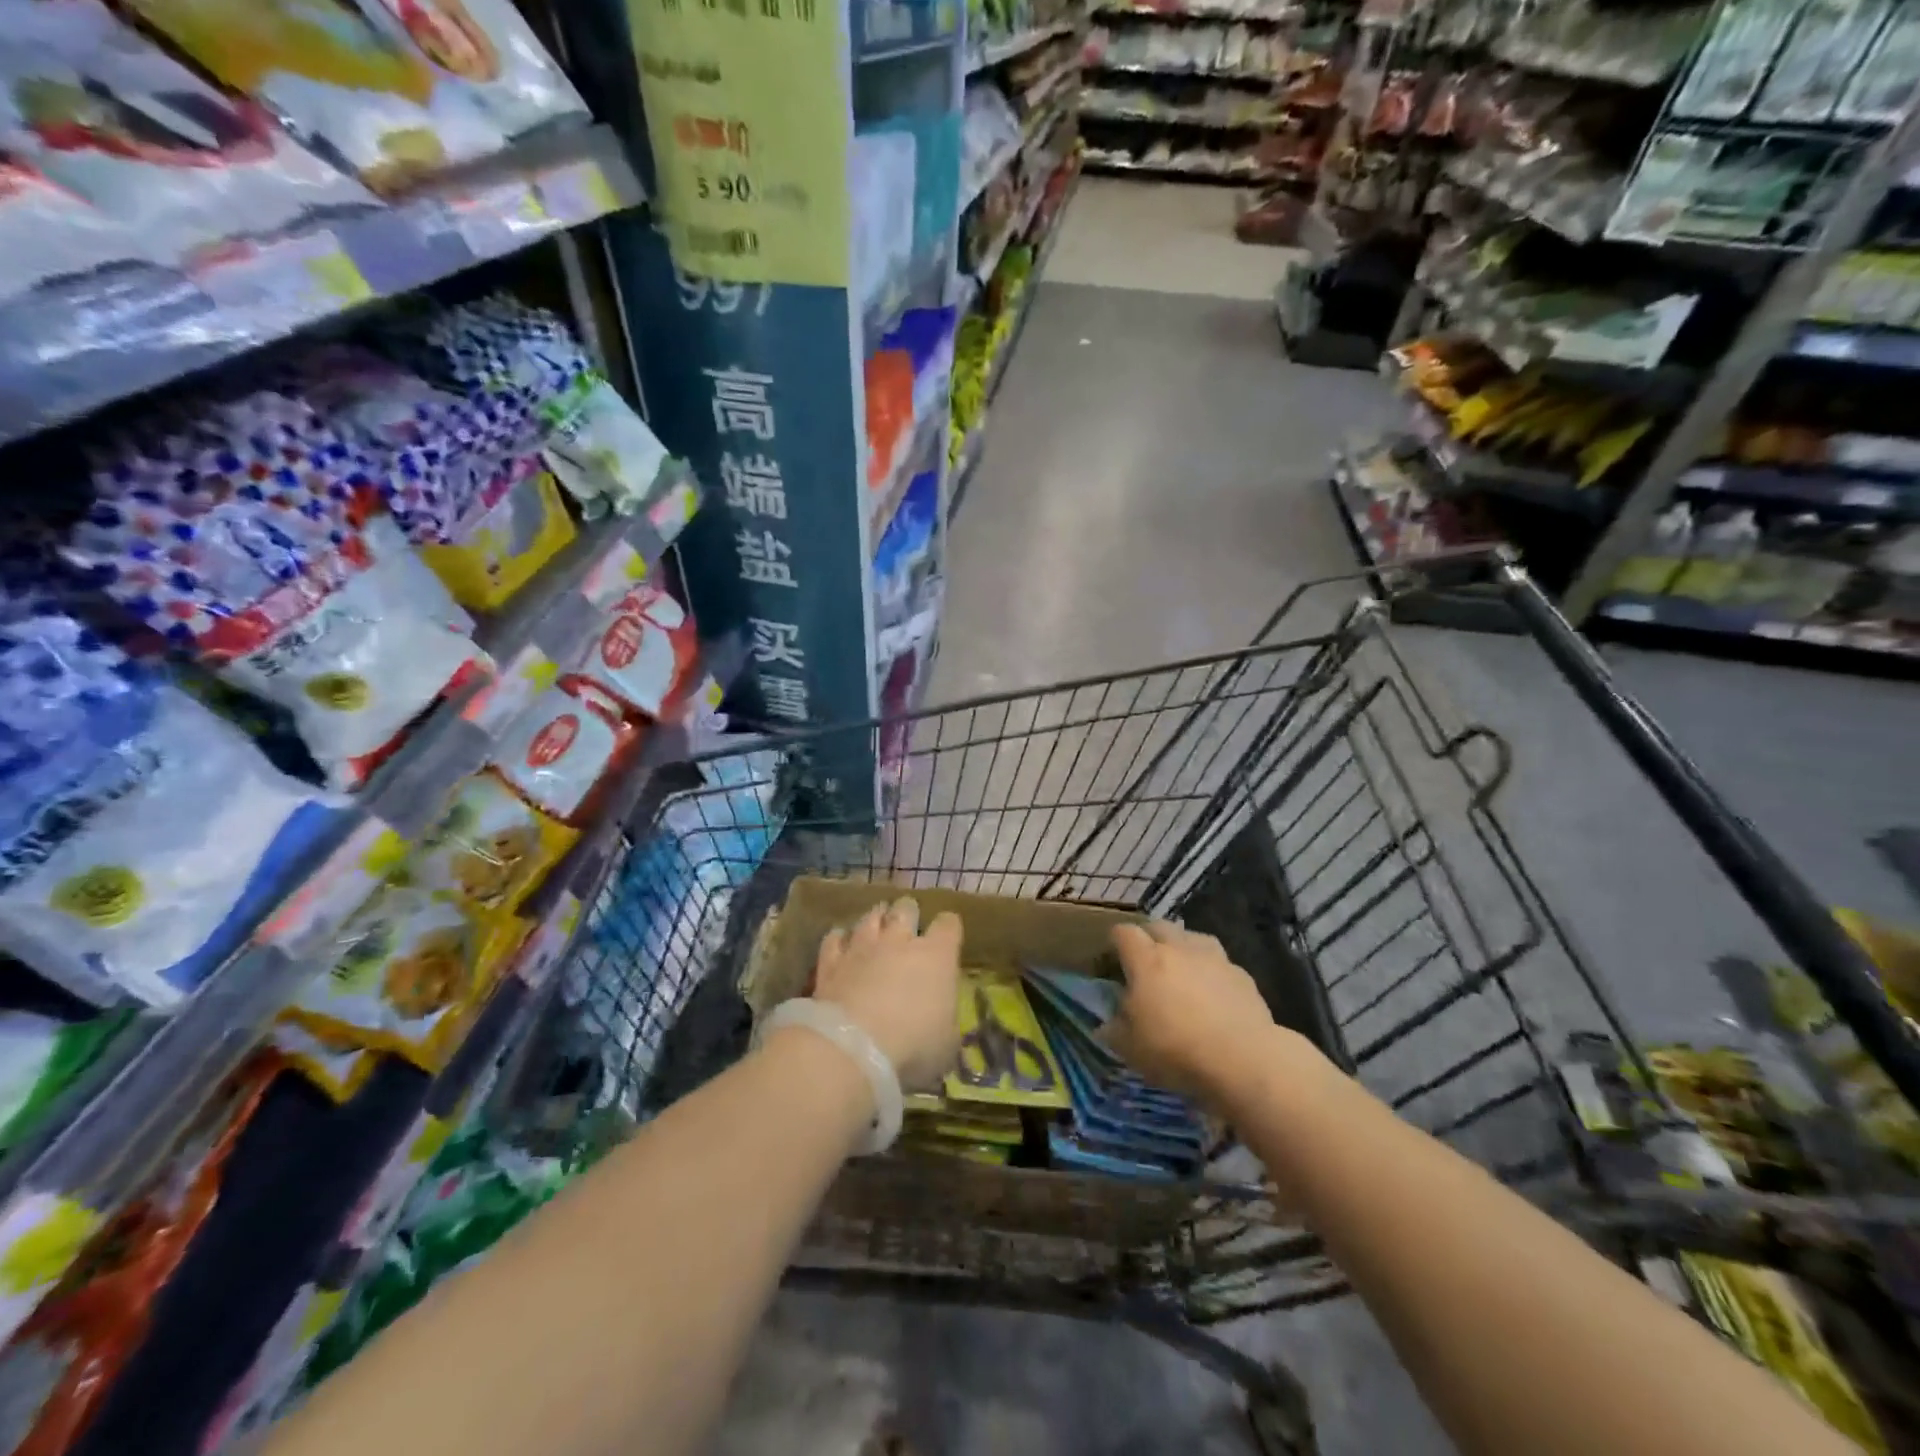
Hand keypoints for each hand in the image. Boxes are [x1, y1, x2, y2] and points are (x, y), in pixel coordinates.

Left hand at [813, 898, 962, 1091]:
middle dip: (908, 913)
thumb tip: (943, 1019)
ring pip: (869, 918)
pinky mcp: (830, 962)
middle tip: (908, 923)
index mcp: (937, 956)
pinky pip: (834, 939)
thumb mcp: (947, 1043)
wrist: (853, 1048)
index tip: (948, 937)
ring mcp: (862, 948)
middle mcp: (899, 941)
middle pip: (906, 910)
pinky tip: (840, 944)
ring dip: (875, 920)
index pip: (949, 925)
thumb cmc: (914, 1046)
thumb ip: (946, 1021)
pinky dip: (839, 939)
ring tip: (876, 925)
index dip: (949, 928)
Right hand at [1105, 921, 1284, 1105]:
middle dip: (1148, 938)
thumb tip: (1107, 1023)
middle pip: (1158, 926)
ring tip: (1180, 971)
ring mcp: (1214, 958)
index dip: (1115, 941)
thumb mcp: (1129, 1048)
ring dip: (1182, 948)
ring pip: (1191, 937)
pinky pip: (1218, 962)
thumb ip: (1113, 1029)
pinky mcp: (1242, 974)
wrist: (1243, 1060)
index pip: (1124, 932)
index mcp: (1146, 960)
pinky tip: (1212, 993)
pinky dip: (1210, 971)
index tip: (1112, 958)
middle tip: (1145, 963)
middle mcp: (1179, 948)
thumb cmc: (1176, 1050)